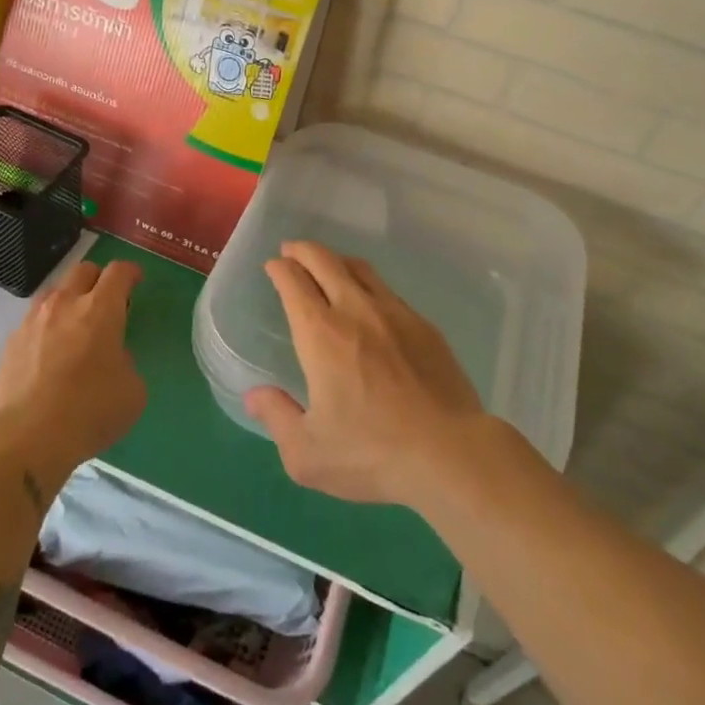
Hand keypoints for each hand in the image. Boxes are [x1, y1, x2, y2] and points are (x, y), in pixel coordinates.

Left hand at [0, 259, 145, 480]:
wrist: (25, 438)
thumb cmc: (89, 412)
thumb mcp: (132, 391)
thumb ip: (126, 362)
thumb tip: (111, 357)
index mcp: (100, 309)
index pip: (118, 272)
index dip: (130, 272)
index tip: (136, 280)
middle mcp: (65, 304)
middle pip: (83, 270)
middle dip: (99, 279)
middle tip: (106, 301)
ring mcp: (33, 321)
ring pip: (54, 291)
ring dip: (69, 299)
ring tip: (75, 324)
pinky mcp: (11, 343)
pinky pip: (33, 321)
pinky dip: (46, 327)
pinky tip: (49, 353)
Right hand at [245, 240, 487, 508]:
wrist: (450, 452)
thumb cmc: (371, 453)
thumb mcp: (307, 453)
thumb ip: (277, 418)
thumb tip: (254, 396)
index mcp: (321, 334)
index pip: (294, 282)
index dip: (280, 268)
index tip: (273, 266)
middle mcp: (355, 310)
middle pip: (325, 261)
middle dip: (303, 251)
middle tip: (292, 251)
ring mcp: (394, 313)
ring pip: (360, 269)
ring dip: (336, 260)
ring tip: (328, 266)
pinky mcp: (424, 325)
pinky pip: (388, 291)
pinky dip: (368, 284)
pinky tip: (370, 303)